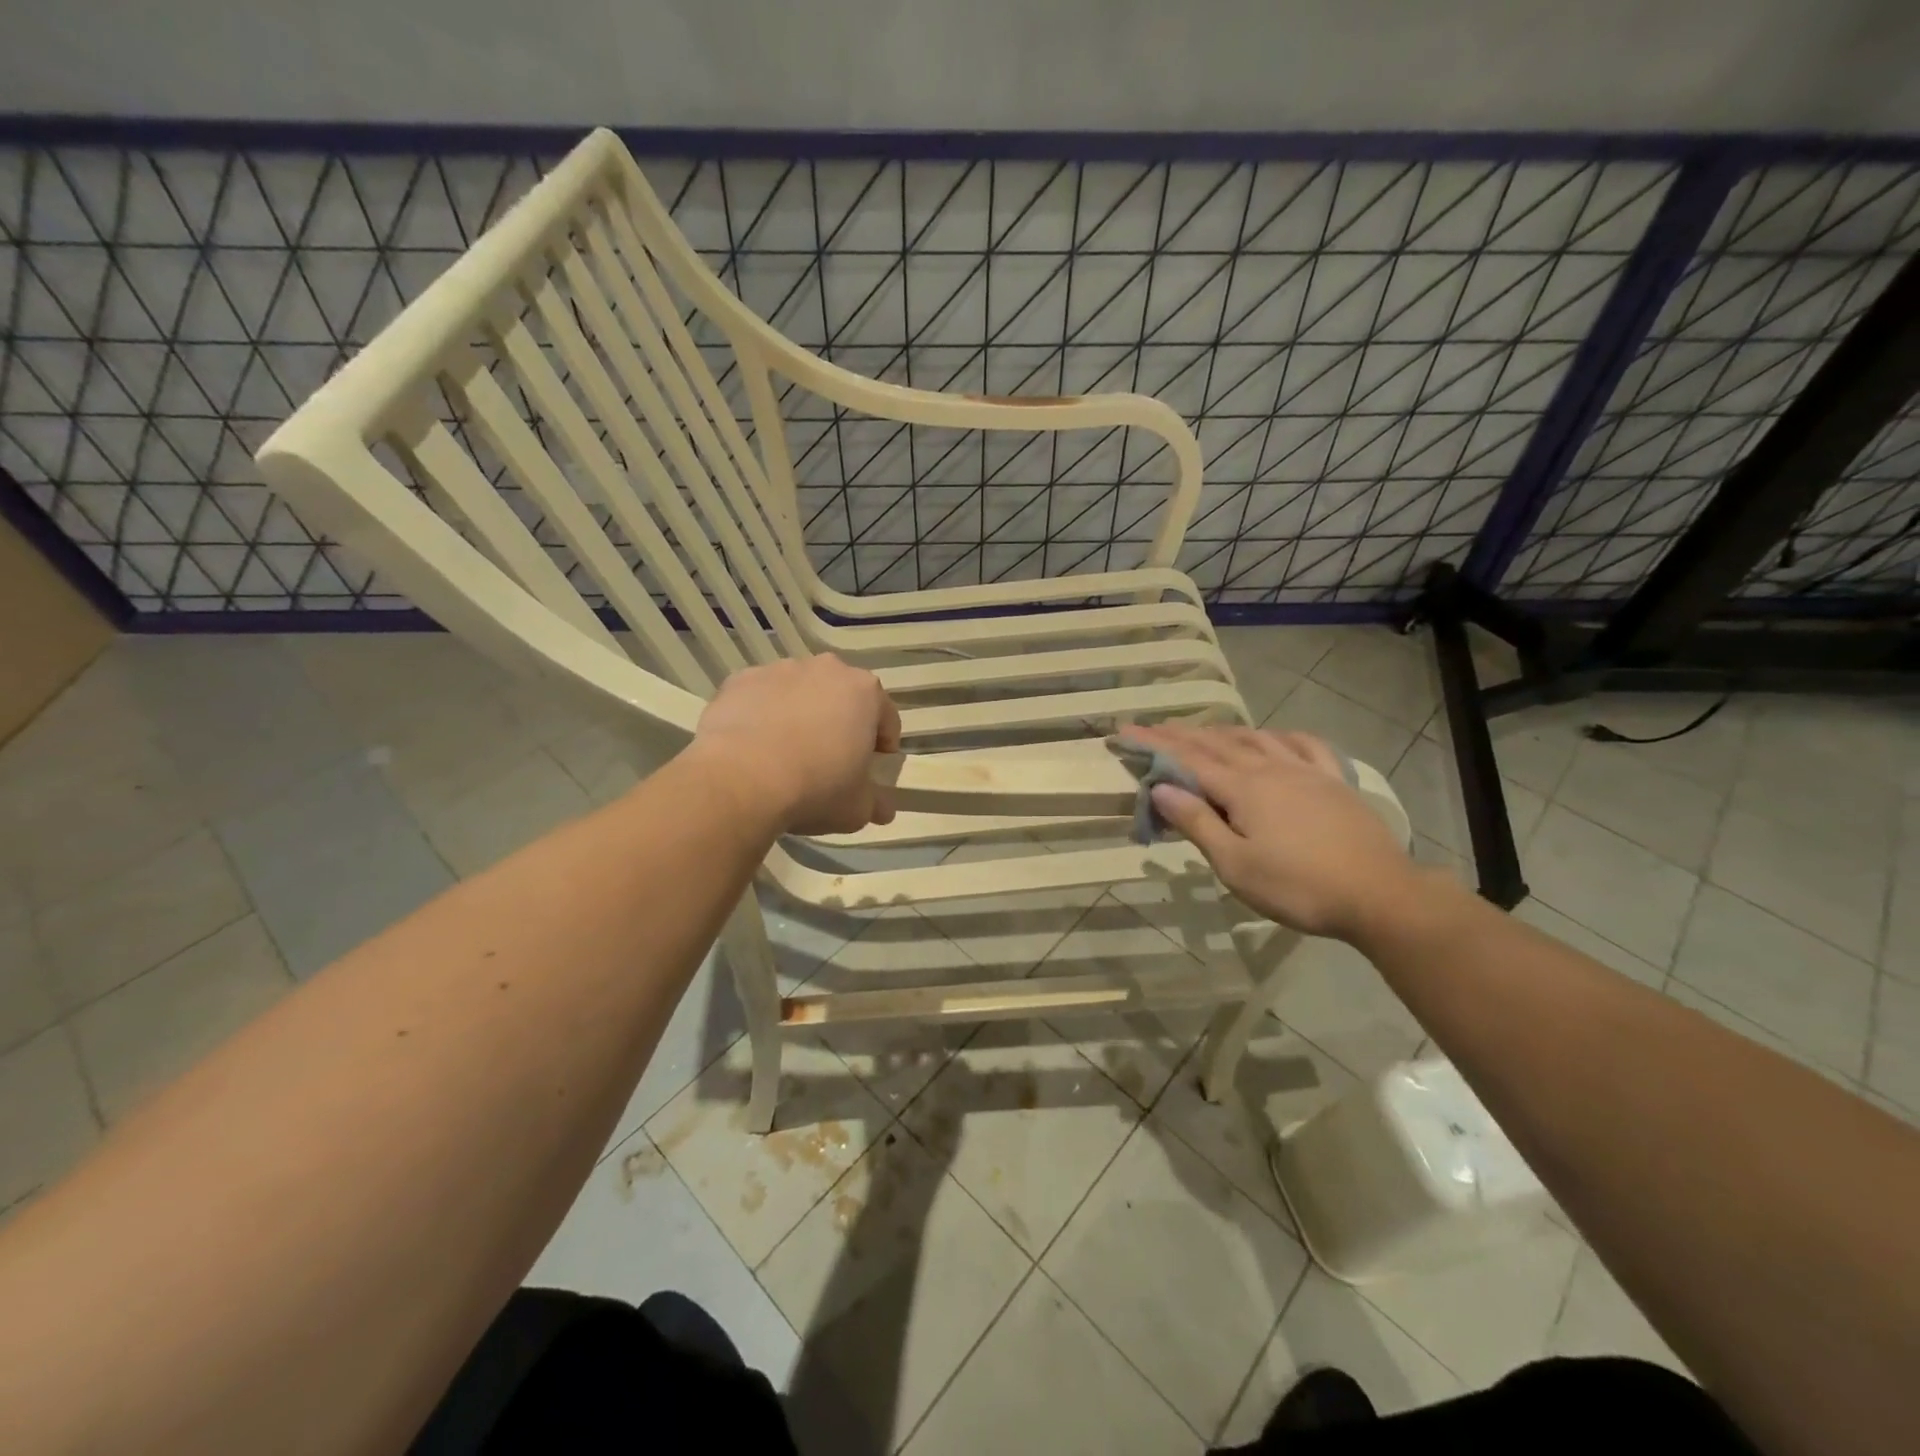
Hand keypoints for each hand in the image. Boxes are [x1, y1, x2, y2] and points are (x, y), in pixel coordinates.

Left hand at [691, 655, 901, 834]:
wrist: (741, 780)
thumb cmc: (816, 787)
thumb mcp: (858, 808)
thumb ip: (876, 803)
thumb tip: (883, 809)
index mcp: (864, 691)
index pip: (886, 718)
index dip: (882, 745)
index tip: (872, 768)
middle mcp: (826, 670)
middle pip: (841, 697)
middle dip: (840, 723)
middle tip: (831, 759)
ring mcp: (780, 670)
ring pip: (799, 693)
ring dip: (801, 715)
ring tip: (787, 753)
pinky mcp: (740, 680)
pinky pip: (760, 697)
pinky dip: (762, 715)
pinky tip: (755, 747)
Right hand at [1119, 723, 1425, 941]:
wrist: (1380, 895)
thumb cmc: (1297, 886)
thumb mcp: (1235, 864)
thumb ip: (1197, 822)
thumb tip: (1161, 788)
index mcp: (1243, 788)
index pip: (1187, 758)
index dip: (1153, 744)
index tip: (1124, 731)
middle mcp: (1271, 768)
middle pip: (1218, 743)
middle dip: (1181, 734)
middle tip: (1154, 728)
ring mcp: (1307, 771)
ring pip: (1257, 738)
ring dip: (1224, 731)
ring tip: (1204, 731)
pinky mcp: (1335, 782)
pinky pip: (1305, 746)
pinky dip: (1281, 736)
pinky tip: (1276, 737)